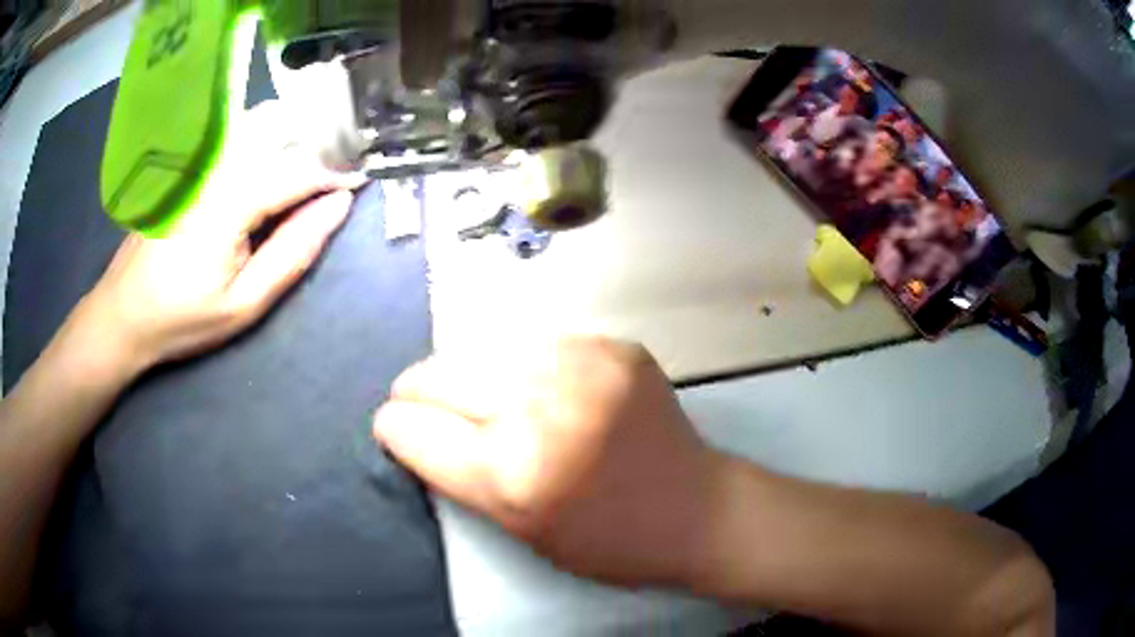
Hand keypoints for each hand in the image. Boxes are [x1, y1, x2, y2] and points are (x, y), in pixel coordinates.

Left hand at [74, 102, 363, 375]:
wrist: (123, 312)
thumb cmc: (182, 317)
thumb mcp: (242, 304)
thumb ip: (292, 253)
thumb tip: (337, 207)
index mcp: (230, 201)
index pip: (299, 170)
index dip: (335, 176)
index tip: (360, 186)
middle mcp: (217, 165)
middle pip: (283, 133)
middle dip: (319, 148)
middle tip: (336, 177)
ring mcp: (200, 159)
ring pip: (261, 124)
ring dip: (294, 136)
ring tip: (308, 167)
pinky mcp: (190, 162)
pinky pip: (238, 133)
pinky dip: (265, 138)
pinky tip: (270, 159)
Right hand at [373, 337, 719, 587]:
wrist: (696, 508)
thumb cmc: (607, 541)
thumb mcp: (519, 530)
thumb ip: (458, 475)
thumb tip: (411, 426)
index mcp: (512, 475)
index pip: (414, 431)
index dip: (394, 427)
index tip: (392, 425)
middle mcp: (541, 409)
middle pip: (438, 375)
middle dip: (416, 390)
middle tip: (416, 400)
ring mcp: (583, 366)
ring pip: (480, 348)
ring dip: (463, 371)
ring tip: (471, 391)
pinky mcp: (613, 345)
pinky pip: (533, 343)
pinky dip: (515, 362)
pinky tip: (527, 382)